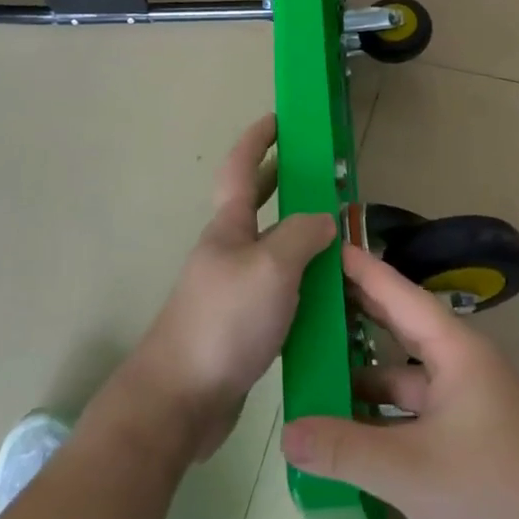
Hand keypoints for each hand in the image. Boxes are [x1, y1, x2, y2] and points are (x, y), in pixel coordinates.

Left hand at [127, 115, 333, 460]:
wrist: (180, 401)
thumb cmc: (225, 321)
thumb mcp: (272, 267)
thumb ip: (303, 235)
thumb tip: (324, 220)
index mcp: (229, 228)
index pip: (241, 168)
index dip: (258, 139)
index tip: (279, 118)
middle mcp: (228, 252)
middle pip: (255, 204)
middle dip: (280, 181)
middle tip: (316, 169)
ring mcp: (232, 290)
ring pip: (271, 249)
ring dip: (299, 235)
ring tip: (338, 235)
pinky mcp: (241, 326)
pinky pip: (278, 289)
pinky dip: (303, 280)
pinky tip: (328, 294)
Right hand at [281, 243, 518, 518]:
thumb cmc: (494, 490)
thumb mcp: (411, 470)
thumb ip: (346, 450)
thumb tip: (287, 432)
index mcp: (454, 349)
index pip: (397, 294)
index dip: (360, 269)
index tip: (323, 244)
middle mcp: (458, 365)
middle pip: (398, 328)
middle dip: (355, 314)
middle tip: (304, 298)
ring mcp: (462, 403)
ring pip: (402, 377)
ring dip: (361, 376)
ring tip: (309, 368)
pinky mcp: (464, 438)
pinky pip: (410, 414)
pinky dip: (379, 417)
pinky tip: (342, 429)